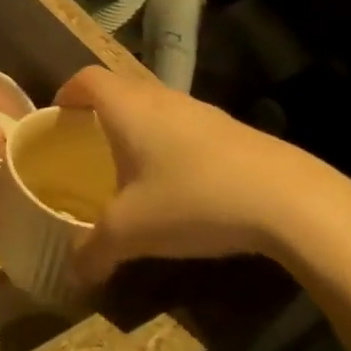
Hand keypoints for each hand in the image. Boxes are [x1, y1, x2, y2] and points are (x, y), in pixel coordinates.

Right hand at [54, 67, 350, 285]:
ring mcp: (201, 111)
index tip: (59, 120)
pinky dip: (172, 145)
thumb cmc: (192, 199)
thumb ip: (93, 250)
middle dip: (99, 115)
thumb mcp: (131, 232)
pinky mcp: (233, 131)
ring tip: (133, 171)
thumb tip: (73, 272)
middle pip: (119, 90)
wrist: (292, 201)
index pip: (86, 78)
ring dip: (138, 130)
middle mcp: (160, 98)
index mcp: (127, 107)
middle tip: (88, 149)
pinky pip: (186, 127)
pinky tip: (180, 187)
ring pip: (155, 109)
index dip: (67, 93)